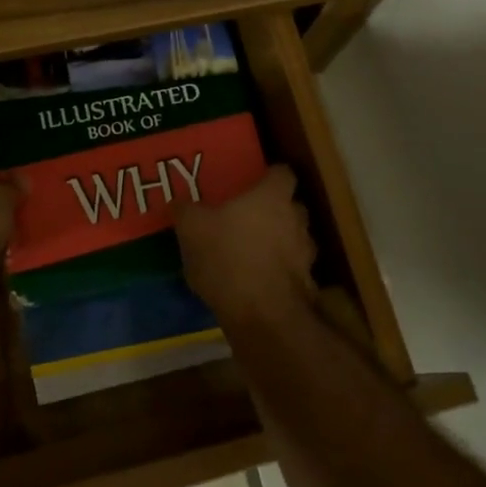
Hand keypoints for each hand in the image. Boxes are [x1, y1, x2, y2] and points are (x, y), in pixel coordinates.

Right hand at [175, 165, 316, 324]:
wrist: (261, 314)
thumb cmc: (226, 256)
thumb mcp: (192, 229)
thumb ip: (186, 210)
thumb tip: (179, 201)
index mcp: (272, 197)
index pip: (283, 173)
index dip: (269, 176)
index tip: (253, 182)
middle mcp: (296, 219)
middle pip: (291, 206)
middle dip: (275, 210)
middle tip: (248, 217)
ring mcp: (305, 253)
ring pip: (295, 238)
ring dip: (279, 242)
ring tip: (252, 252)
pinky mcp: (306, 284)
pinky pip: (292, 270)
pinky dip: (279, 272)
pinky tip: (256, 282)